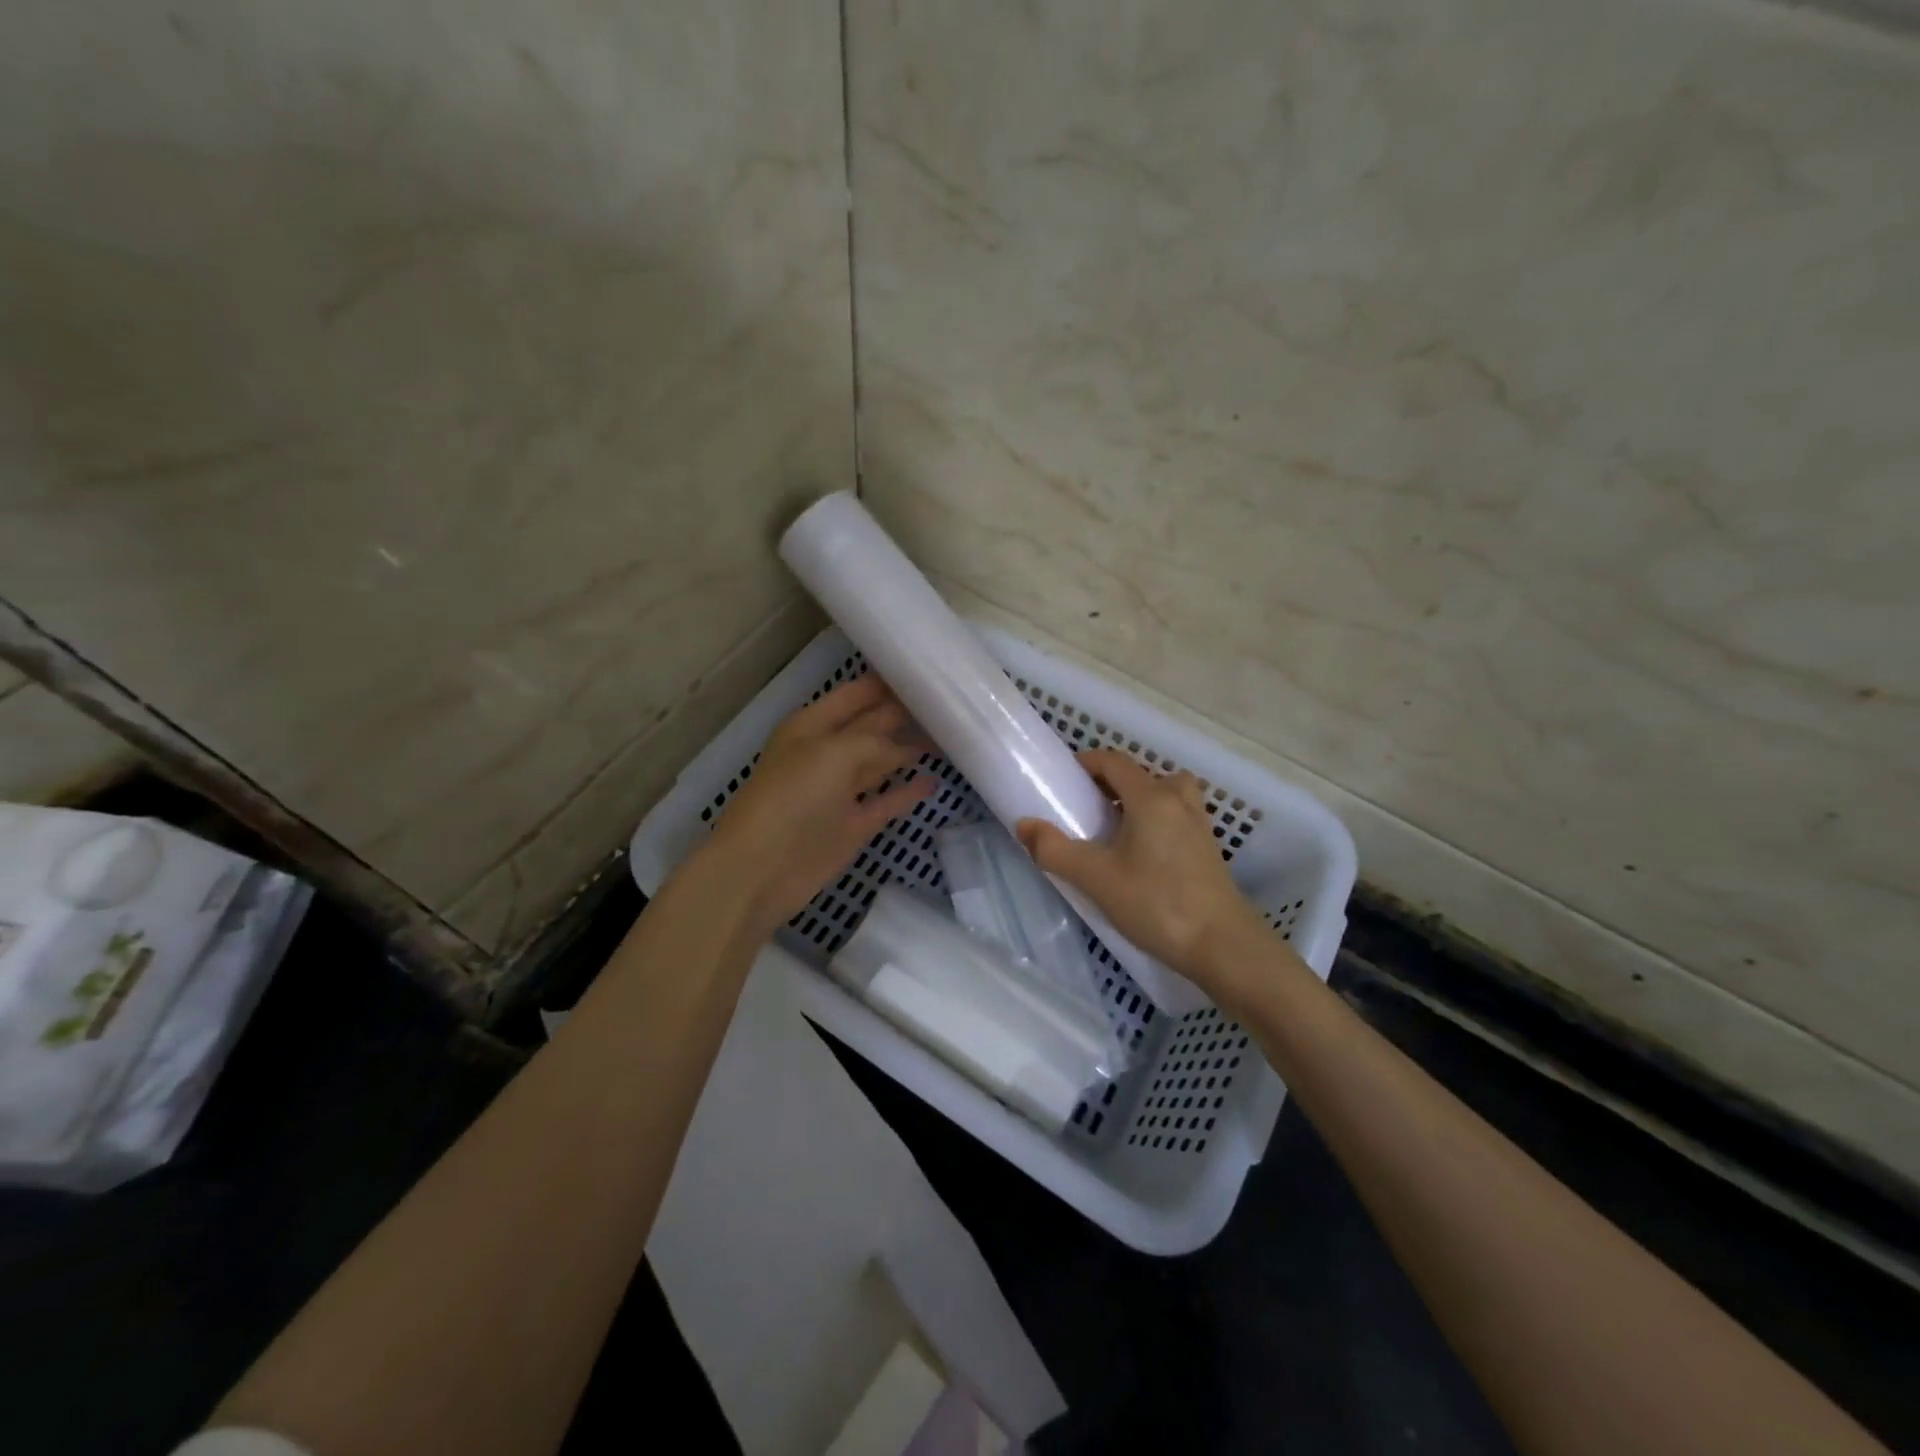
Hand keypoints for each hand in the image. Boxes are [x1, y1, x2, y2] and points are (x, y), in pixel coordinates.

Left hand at [698, 674, 933, 939]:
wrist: (761, 870)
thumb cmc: (791, 798)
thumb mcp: (833, 753)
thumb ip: (874, 740)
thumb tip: (906, 747)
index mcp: (812, 725)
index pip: (857, 694)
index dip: (888, 684)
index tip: (929, 673)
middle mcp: (827, 752)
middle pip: (873, 725)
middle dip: (905, 714)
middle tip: (949, 704)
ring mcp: (841, 791)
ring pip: (882, 762)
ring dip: (910, 750)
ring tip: (950, 737)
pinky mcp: (854, 825)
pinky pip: (887, 800)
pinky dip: (908, 792)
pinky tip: (933, 781)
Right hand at [1017, 749, 1267, 1000]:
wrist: (1223, 946)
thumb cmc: (1157, 904)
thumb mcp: (1095, 878)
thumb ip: (1054, 849)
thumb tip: (1024, 825)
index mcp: (1151, 797)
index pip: (1114, 762)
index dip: (1086, 763)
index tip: (1064, 782)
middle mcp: (1178, 801)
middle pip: (1142, 774)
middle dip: (1111, 783)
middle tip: (1086, 808)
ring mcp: (1198, 825)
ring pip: (1165, 794)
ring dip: (1138, 800)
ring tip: (1115, 829)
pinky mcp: (1208, 850)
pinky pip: (1177, 817)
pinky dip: (1156, 821)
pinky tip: (1141, 855)